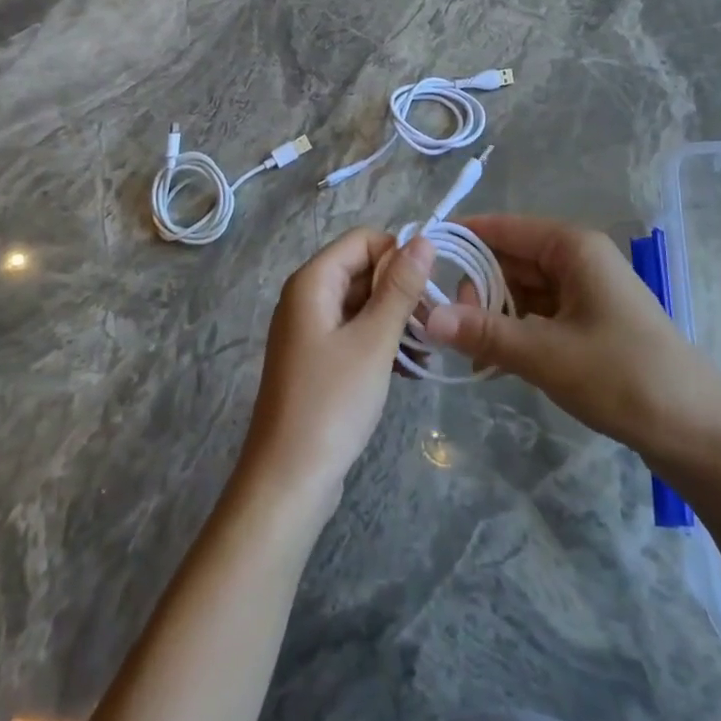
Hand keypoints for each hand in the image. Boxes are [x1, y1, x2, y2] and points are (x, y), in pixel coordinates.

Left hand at [238, 227, 433, 518]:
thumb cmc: (331, 403)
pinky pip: (354, 331)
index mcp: (312, 281)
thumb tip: (423, 239)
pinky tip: (409, 368)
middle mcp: (306, 296)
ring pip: (361, 302)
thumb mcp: (373, 341)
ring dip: (394, 319)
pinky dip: (380, 341)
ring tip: (426, 348)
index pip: (363, 239)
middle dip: (399, 290)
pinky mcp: (316, 359)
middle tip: (433, 323)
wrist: (288, 481)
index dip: (398, 255)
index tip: (428, 289)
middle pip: (362, 269)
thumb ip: (400, 288)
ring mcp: (309, 329)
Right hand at [423, 214, 720, 460]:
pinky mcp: (588, 321)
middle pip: (509, 259)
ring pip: (521, 289)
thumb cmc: (623, 376)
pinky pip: (537, 314)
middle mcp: (576, 258)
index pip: (501, 227)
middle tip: (438, 320)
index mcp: (570, 246)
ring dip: (491, 313)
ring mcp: (584, 290)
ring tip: (458, 344)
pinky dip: (512, 332)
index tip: (417, 260)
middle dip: (472, 286)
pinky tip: (488, 361)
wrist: (698, 431)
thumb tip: (426, 317)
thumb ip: (484, 332)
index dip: (459, 239)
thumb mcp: (545, 354)